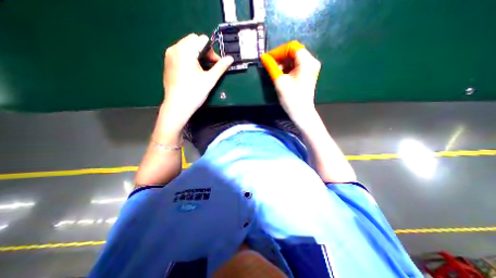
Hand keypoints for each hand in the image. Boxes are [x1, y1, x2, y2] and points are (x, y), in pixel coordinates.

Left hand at [161, 32, 234, 125]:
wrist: (177, 106)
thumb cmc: (194, 93)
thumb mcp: (210, 80)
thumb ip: (220, 67)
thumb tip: (231, 58)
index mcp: (186, 50)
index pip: (203, 40)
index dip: (212, 51)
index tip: (216, 64)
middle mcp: (175, 48)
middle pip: (194, 40)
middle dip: (204, 51)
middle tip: (210, 66)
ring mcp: (169, 55)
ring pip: (187, 46)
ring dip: (197, 54)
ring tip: (202, 69)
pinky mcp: (167, 62)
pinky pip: (180, 52)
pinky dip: (189, 57)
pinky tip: (192, 71)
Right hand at [260, 41, 321, 122]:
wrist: (301, 112)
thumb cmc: (291, 98)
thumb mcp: (279, 81)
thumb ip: (271, 67)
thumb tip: (263, 57)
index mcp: (307, 61)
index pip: (291, 47)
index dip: (278, 51)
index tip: (268, 59)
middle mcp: (311, 61)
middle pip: (294, 52)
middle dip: (280, 57)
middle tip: (270, 66)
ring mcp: (310, 68)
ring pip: (294, 59)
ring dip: (283, 63)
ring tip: (274, 72)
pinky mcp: (308, 73)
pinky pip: (296, 65)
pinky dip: (287, 68)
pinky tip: (281, 74)